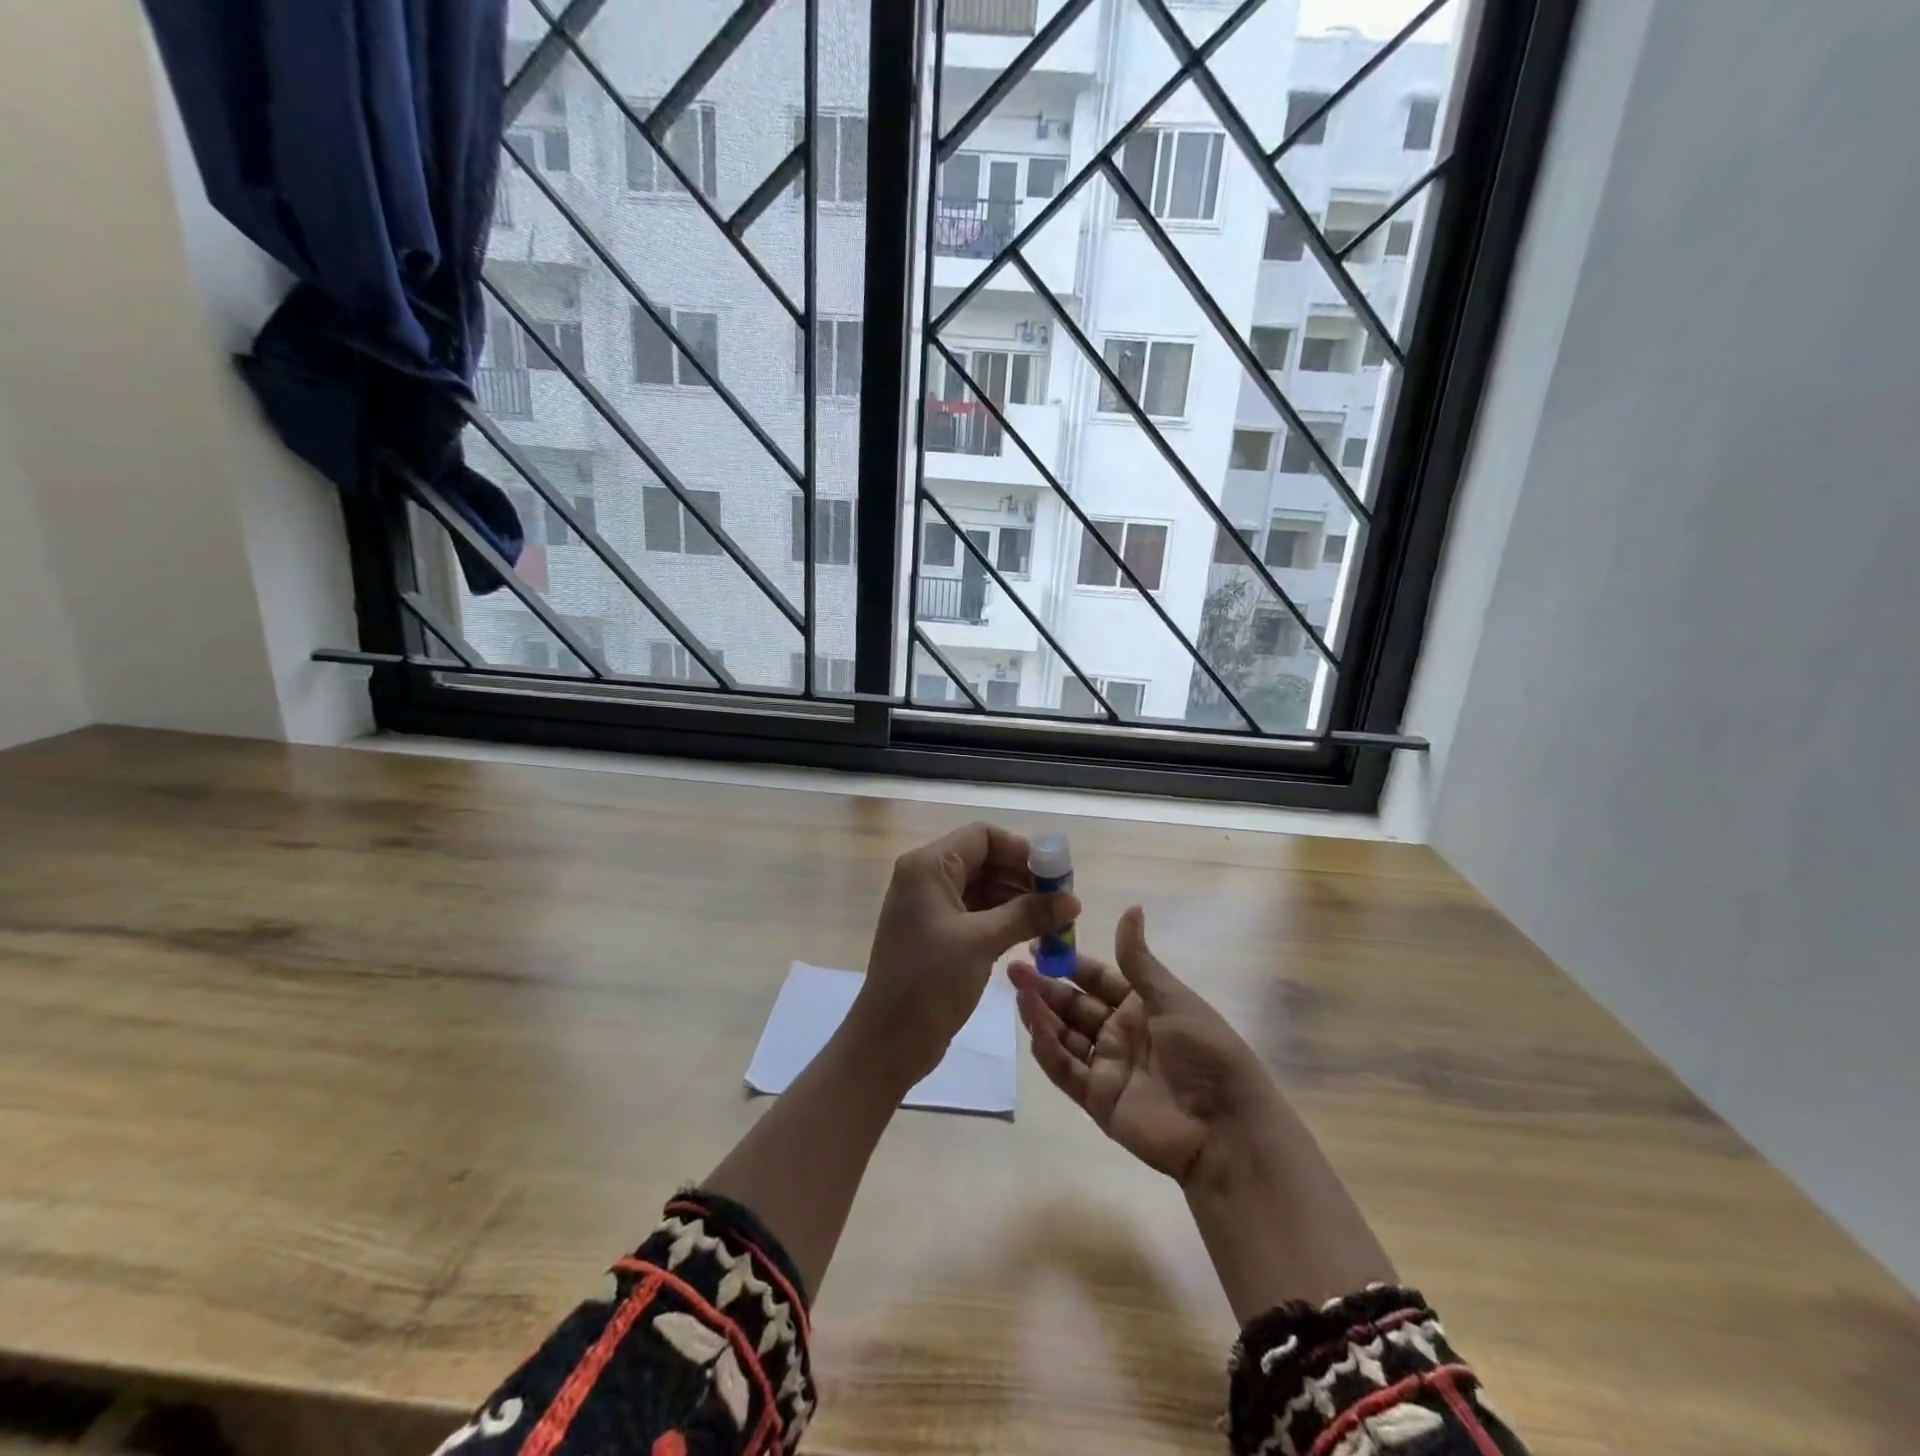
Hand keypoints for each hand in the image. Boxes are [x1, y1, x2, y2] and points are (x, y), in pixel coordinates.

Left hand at [856, 823, 1078, 1083]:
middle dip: (1023, 877)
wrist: (889, 1040)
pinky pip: (976, 913)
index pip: (983, 836)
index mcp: (928, 866)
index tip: (1055, 877)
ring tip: (1054, 922)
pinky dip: (1003, 919)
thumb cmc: (930, 981)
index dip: (1021, 851)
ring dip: (1017, 901)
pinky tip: (1031, 935)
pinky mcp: (937, 934)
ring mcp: (930, 907)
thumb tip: (1073, 900)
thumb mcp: (982, 941)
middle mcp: (926, 878)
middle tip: (1062, 902)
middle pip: (984, 860)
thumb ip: (1028, 914)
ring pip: (983, 888)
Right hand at [1010, 906, 1279, 1185]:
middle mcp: (1120, 1031)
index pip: (1096, 977)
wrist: (1226, 1129)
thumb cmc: (1205, 1053)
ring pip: (1065, 1034)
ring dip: (1042, 1014)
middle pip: (1074, 1004)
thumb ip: (1139, 961)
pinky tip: (1035, 1028)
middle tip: (1014, 969)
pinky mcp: (1097, 1098)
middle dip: (1045, 986)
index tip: (1037, 943)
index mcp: (1141, 1004)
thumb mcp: (1173, 1000)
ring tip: (1018, 993)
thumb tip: (1131, 908)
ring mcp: (1107, 1065)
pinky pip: (1066, 1070)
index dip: (1067, 962)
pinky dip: (1048, 1049)